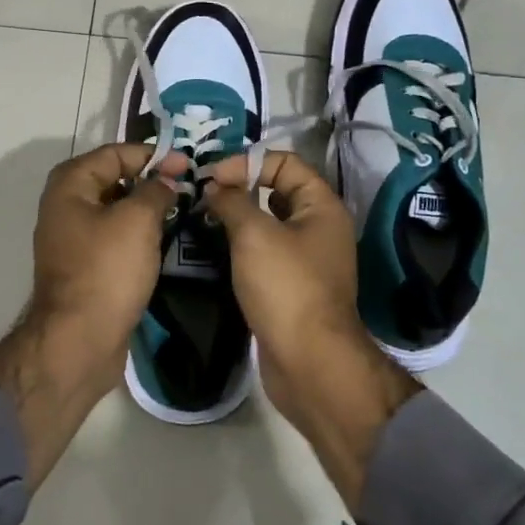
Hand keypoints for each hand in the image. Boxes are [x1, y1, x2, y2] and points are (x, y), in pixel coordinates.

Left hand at [0, 143, 186, 486]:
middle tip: (189, 185)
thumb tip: (169, 175)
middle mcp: (65, 206)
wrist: (79, 341)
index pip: (115, 153)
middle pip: (114, 179)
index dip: (152, 155)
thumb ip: (156, 189)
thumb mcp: (137, 221)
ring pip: (116, 210)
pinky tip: (165, 239)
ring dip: (147, 208)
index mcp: (70, 185)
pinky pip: (115, 237)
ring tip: (184, 209)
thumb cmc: (106, 271)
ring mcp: (73, 238)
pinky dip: (138, 234)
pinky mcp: (85, 266)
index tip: (187, 164)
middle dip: (150, 180)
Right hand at [200, 150, 357, 357]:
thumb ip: (232, 201)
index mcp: (321, 206)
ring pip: (269, 223)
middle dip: (240, 187)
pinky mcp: (293, 286)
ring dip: (238, 217)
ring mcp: (307, 259)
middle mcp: (319, 227)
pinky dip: (242, 246)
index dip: (247, 162)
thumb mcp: (254, 235)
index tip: (211, 178)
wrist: (309, 362)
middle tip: (202, 194)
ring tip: (203, 218)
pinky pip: (265, 252)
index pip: (285, 162)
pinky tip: (216, 249)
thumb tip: (214, 187)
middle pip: (277, 190)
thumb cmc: (286, 287)